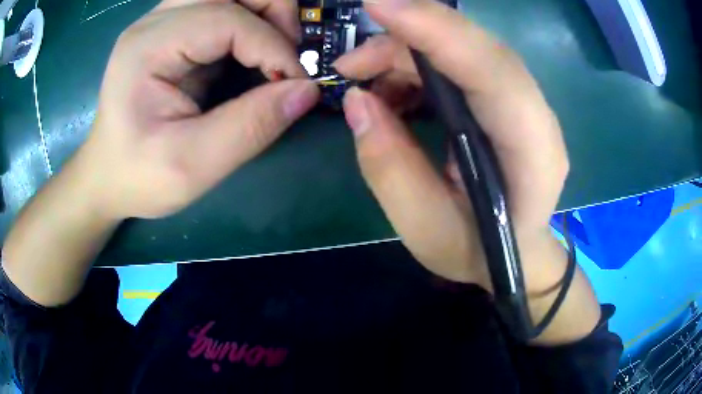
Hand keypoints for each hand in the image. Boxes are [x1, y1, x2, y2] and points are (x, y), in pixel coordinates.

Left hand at [78, 0, 318, 219]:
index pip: (225, 19)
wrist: (107, 176)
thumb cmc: (139, 176)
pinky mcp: (171, 30)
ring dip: (263, 10)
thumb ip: (250, 126)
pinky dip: (250, 19)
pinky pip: (221, 5)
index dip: (272, 46)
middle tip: (286, 55)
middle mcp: (154, 22)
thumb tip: (306, 90)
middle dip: (273, 10)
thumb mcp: (193, 166)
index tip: (295, 83)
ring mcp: (162, 21)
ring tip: (273, 50)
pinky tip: (252, 49)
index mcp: (148, 48)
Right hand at [336, 0, 598, 341]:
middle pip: (478, 49)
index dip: (438, 30)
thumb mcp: (426, 229)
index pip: (494, 73)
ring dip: (407, 55)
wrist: (516, 254)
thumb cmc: (478, 252)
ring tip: (364, 83)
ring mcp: (523, 104)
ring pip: (465, 50)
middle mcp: (536, 118)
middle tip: (352, 62)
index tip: (380, 5)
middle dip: (410, 38)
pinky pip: (460, 62)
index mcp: (532, 155)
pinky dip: (418, 66)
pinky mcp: (505, 100)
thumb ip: (390, 168)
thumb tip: (358, 100)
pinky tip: (392, 91)